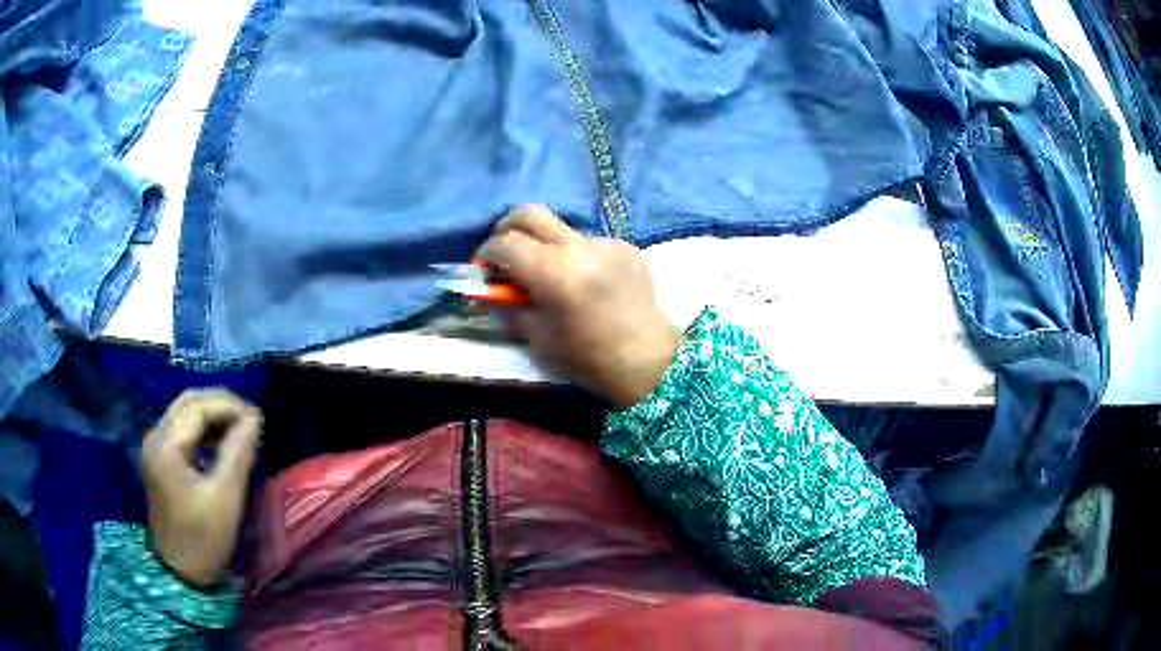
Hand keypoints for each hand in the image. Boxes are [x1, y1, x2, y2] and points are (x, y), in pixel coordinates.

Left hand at [142, 389, 261, 587]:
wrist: (180, 572)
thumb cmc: (202, 540)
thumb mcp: (224, 499)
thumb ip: (237, 454)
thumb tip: (254, 419)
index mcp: (166, 445)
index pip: (199, 407)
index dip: (230, 406)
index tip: (259, 419)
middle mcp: (156, 437)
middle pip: (189, 403)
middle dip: (222, 405)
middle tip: (252, 421)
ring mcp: (156, 447)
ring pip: (185, 414)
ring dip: (214, 416)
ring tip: (242, 431)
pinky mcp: (160, 459)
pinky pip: (183, 430)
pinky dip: (204, 430)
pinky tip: (223, 443)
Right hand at [477, 205, 682, 407]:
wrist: (649, 362)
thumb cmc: (588, 359)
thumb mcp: (538, 337)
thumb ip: (511, 305)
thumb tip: (493, 288)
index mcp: (553, 271)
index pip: (505, 242)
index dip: (486, 253)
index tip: (483, 269)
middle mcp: (578, 246)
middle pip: (530, 213)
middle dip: (508, 228)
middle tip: (504, 252)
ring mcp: (606, 243)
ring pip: (562, 229)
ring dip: (546, 246)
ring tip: (551, 277)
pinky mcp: (626, 247)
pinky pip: (589, 243)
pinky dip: (576, 257)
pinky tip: (585, 283)